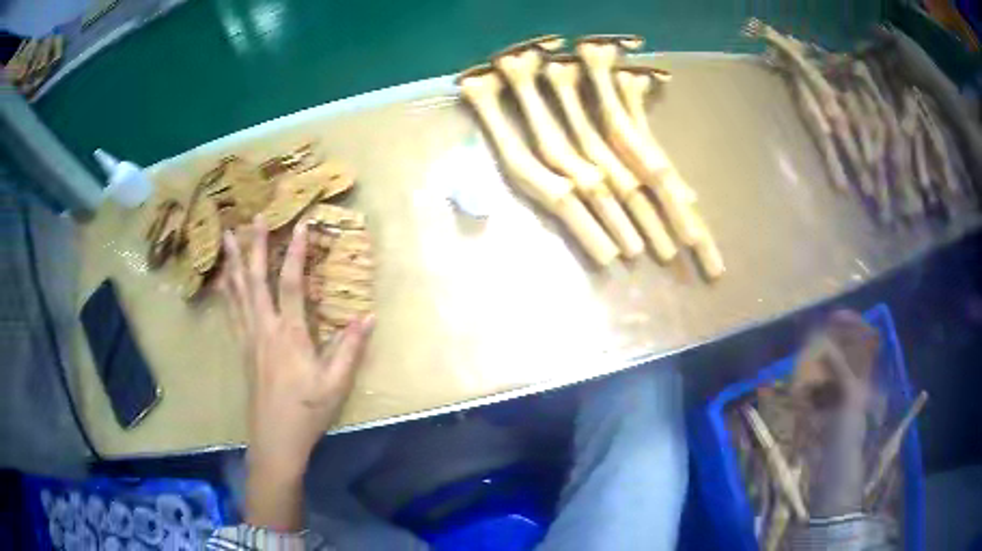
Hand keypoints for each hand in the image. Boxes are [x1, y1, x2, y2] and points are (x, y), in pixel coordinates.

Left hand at [220, 217, 373, 529]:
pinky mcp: (242, 349)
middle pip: (256, 280)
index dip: (296, 253)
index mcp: (290, 335)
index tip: (299, 225)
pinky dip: (226, 290)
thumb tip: (368, 316)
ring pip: (238, 292)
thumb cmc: (308, 413)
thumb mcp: (336, 385)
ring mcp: (249, 339)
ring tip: (225, 237)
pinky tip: (222, 281)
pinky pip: (231, 312)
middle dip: (255, 246)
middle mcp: (265, 329)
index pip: (292, 285)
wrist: (275, 440)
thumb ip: (350, 349)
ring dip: (233, 262)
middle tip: (252, 218)